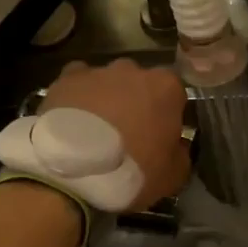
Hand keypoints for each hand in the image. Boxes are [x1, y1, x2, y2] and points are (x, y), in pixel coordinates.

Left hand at [41, 59, 189, 211]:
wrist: (74, 172)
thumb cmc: (133, 172)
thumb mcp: (174, 175)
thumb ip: (181, 153)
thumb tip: (177, 145)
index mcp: (166, 88)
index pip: (174, 94)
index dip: (167, 115)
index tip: (160, 135)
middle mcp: (134, 70)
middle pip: (139, 83)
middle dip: (136, 102)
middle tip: (127, 132)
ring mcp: (98, 72)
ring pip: (107, 81)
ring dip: (106, 99)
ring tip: (95, 129)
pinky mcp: (65, 79)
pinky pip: (77, 83)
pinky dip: (77, 96)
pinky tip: (72, 117)